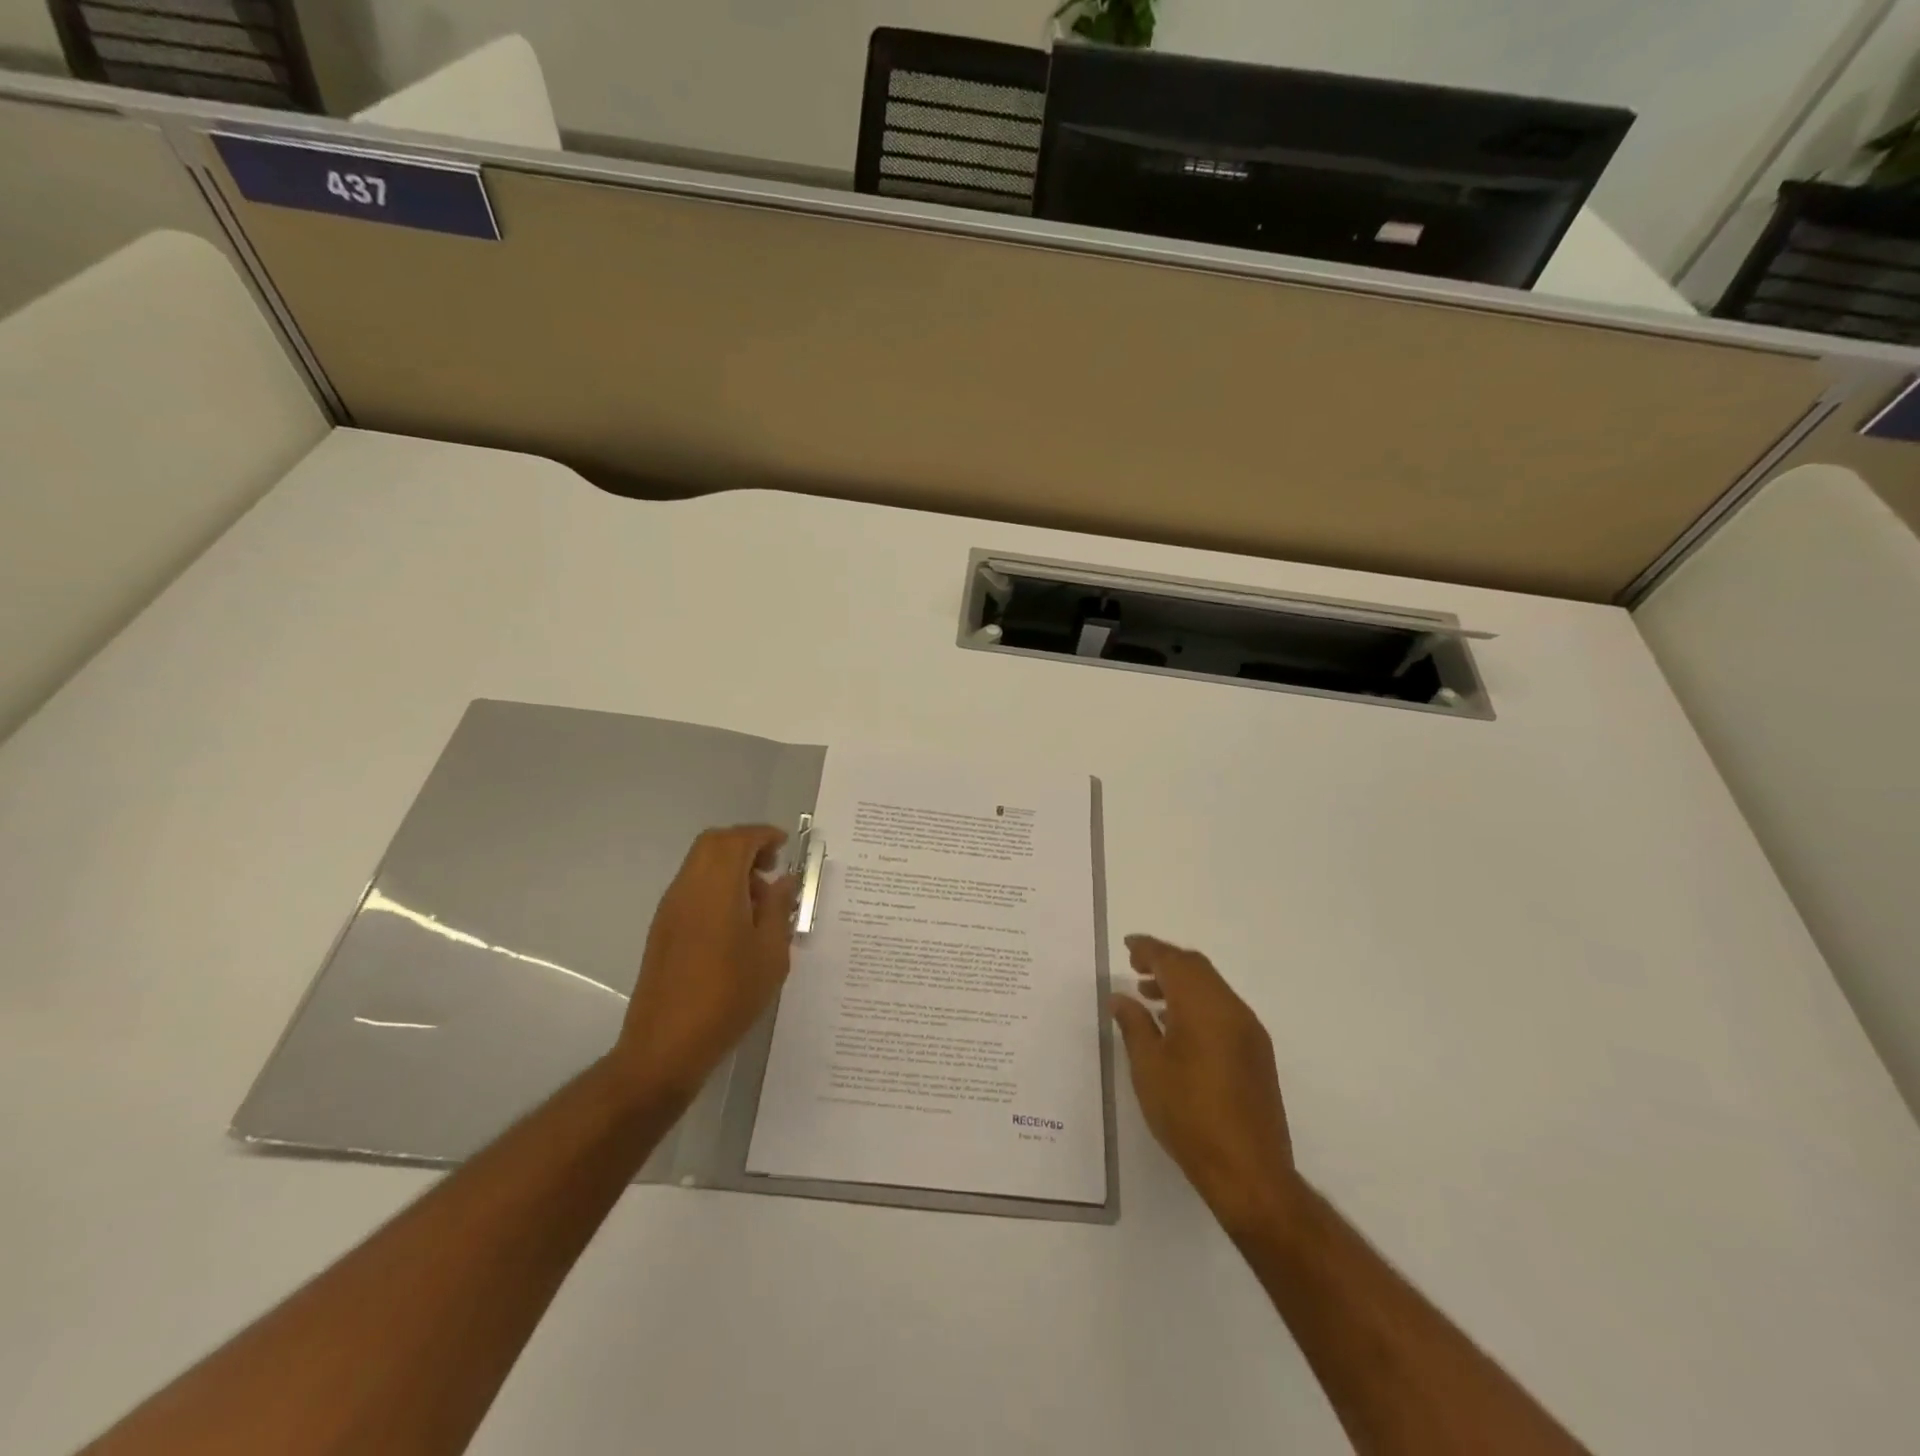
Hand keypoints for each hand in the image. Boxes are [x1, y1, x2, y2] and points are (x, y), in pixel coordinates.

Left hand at [613, 826, 799, 1104]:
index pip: (737, 840)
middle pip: (713, 843)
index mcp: (716, 888)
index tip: (786, 846)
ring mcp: (670, 908)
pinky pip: (692, 887)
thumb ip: (778, 909)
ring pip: (700, 864)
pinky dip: (716, 886)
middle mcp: (688, 888)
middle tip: (772, 868)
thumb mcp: (770, 953)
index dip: (763, 835)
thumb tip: (782, 881)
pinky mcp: (663, 929)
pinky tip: (736, 922)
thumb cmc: (728, 996)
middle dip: (745, 845)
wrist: (666, 1045)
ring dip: (730, 867)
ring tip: (759, 900)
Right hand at [1111, 934, 1301, 1233]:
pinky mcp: (1257, 1053)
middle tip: (1135, 967)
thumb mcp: (1148, 1068)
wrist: (1249, 1171)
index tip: (1128, 945)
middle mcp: (1232, 1009)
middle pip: (1197, 968)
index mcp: (1203, 1006)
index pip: (1173, 962)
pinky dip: (1198, 1004)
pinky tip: (1177, 1028)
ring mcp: (1249, 1031)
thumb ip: (1134, 1025)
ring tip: (1149, 998)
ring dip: (1181, 984)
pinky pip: (1224, 1009)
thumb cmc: (1189, 1115)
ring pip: (1212, 988)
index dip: (1149, 949)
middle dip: (1165, 962)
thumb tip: (1121, 997)